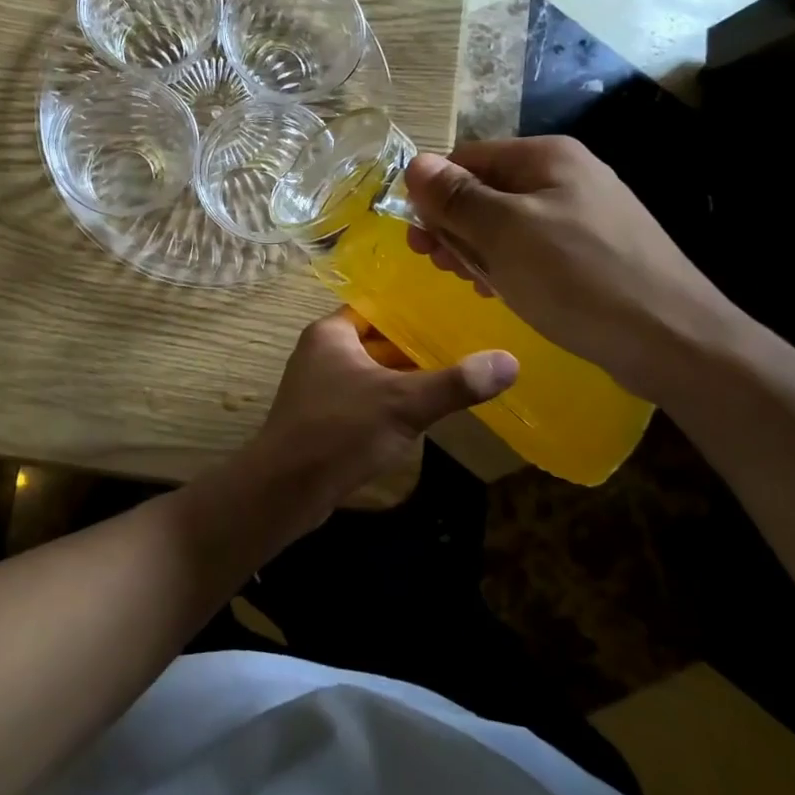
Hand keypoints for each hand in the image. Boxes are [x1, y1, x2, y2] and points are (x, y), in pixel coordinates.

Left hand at [240, 309, 516, 519]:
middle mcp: (321, 351)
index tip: (455, 309)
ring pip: (373, 371)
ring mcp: (320, 385)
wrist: (285, 488)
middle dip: (417, 344)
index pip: (378, 306)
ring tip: (455, 373)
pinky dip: (390, 400)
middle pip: (378, 339)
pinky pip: (364, 397)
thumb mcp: (403, 403)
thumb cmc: (339, 430)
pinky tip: (422, 412)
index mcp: (331, 332)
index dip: (414, 308)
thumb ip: (455, 382)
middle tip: (467, 342)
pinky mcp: (323, 417)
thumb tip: (510, 361)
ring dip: (405, 375)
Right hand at [403, 137, 736, 402]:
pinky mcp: (594, 250)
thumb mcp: (504, 233)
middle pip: (486, 189)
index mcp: (546, 157)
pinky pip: (534, 246)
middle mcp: (566, 174)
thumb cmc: (578, 278)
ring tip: (466, 281)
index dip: (433, 194)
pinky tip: (501, 289)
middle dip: (453, 224)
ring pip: (507, 221)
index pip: (467, 159)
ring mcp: (584, 213)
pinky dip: (509, 263)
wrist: (675, 341)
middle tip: (434, 264)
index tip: (416, 238)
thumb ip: (456, 197)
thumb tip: (415, 164)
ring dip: (477, 247)